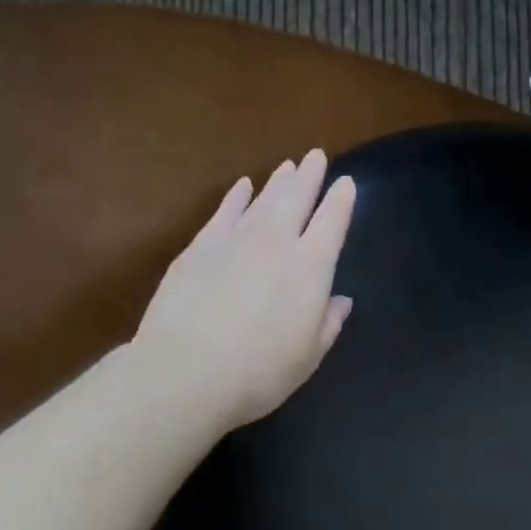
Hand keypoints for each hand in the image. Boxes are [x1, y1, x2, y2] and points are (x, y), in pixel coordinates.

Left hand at [133, 149, 356, 435]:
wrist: (184, 374)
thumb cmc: (258, 374)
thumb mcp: (307, 357)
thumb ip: (327, 323)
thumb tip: (340, 300)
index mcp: (311, 269)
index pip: (332, 223)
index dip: (341, 201)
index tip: (346, 183)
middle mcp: (277, 244)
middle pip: (297, 200)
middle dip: (309, 176)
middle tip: (316, 155)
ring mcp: (235, 241)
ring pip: (263, 201)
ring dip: (277, 182)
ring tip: (288, 165)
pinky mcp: (200, 247)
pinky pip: (224, 212)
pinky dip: (236, 197)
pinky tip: (242, 186)